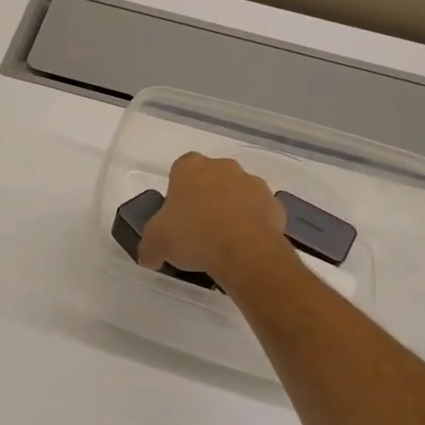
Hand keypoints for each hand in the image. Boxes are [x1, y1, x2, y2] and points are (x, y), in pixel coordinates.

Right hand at [138, 153, 290, 285]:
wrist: (245, 252)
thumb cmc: (193, 236)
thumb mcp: (155, 244)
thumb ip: (149, 247)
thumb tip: (149, 257)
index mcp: (190, 167)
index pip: (179, 171)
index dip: (176, 193)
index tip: (175, 216)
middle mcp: (223, 167)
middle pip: (210, 180)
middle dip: (204, 199)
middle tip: (196, 230)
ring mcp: (253, 183)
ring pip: (236, 194)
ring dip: (230, 211)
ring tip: (221, 243)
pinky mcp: (275, 204)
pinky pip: (258, 213)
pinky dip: (251, 225)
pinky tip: (243, 248)